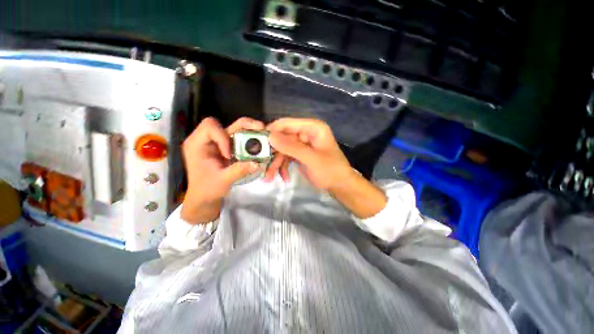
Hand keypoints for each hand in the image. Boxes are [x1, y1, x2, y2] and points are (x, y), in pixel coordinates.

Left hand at [181, 117, 263, 222]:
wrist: (205, 197)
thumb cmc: (207, 189)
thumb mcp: (222, 181)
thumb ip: (238, 171)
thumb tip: (257, 163)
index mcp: (197, 144)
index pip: (210, 127)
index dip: (222, 137)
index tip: (229, 155)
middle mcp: (207, 140)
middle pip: (224, 124)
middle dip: (243, 126)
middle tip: (260, 129)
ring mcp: (218, 143)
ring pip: (234, 129)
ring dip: (249, 132)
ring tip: (262, 136)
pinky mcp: (227, 148)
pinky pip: (239, 139)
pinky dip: (249, 140)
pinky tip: (257, 146)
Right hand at [264, 118, 351, 188]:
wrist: (340, 185)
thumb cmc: (330, 170)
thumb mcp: (310, 158)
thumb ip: (291, 147)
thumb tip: (269, 136)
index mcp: (312, 128)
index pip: (287, 124)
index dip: (272, 131)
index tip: (257, 143)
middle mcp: (306, 133)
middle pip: (283, 138)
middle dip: (273, 153)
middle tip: (262, 165)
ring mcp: (302, 144)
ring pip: (283, 149)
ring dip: (276, 163)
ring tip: (269, 177)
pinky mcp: (300, 154)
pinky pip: (287, 157)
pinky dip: (283, 167)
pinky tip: (284, 177)